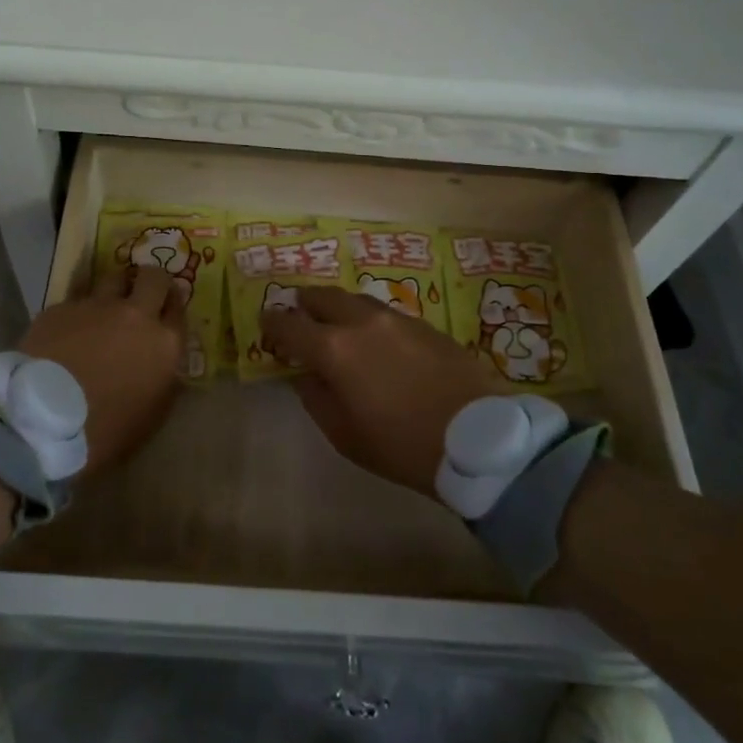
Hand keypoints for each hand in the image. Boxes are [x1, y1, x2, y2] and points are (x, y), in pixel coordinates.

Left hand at [17, 264, 185, 476]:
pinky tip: (67, 329)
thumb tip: (161, 363)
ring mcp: (96, 306)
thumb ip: (163, 380)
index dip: (173, 305)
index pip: (179, 308)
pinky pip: (76, 299)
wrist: (42, 423)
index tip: (166, 309)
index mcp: (164, 343)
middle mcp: (135, 314)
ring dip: (114, 289)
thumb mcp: (151, 415)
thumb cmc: (105, 432)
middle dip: (151, 280)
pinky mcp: (60, 307)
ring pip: (112, 278)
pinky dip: (77, 310)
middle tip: (142, 292)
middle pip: (153, 277)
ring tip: (104, 307)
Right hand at [260, 287, 498, 497]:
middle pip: (323, 297)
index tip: (265, 322)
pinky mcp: (425, 324)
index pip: (290, 325)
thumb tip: (305, 375)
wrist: (478, 438)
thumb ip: (317, 398)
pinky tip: (375, 337)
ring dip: (338, 306)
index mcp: (335, 349)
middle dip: (305, 303)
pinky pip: (384, 312)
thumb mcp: (346, 435)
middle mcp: (362, 322)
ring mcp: (396, 318)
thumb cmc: (402, 445)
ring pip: (356, 299)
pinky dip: (368, 318)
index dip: (273, 323)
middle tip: (299, 313)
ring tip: (336, 321)